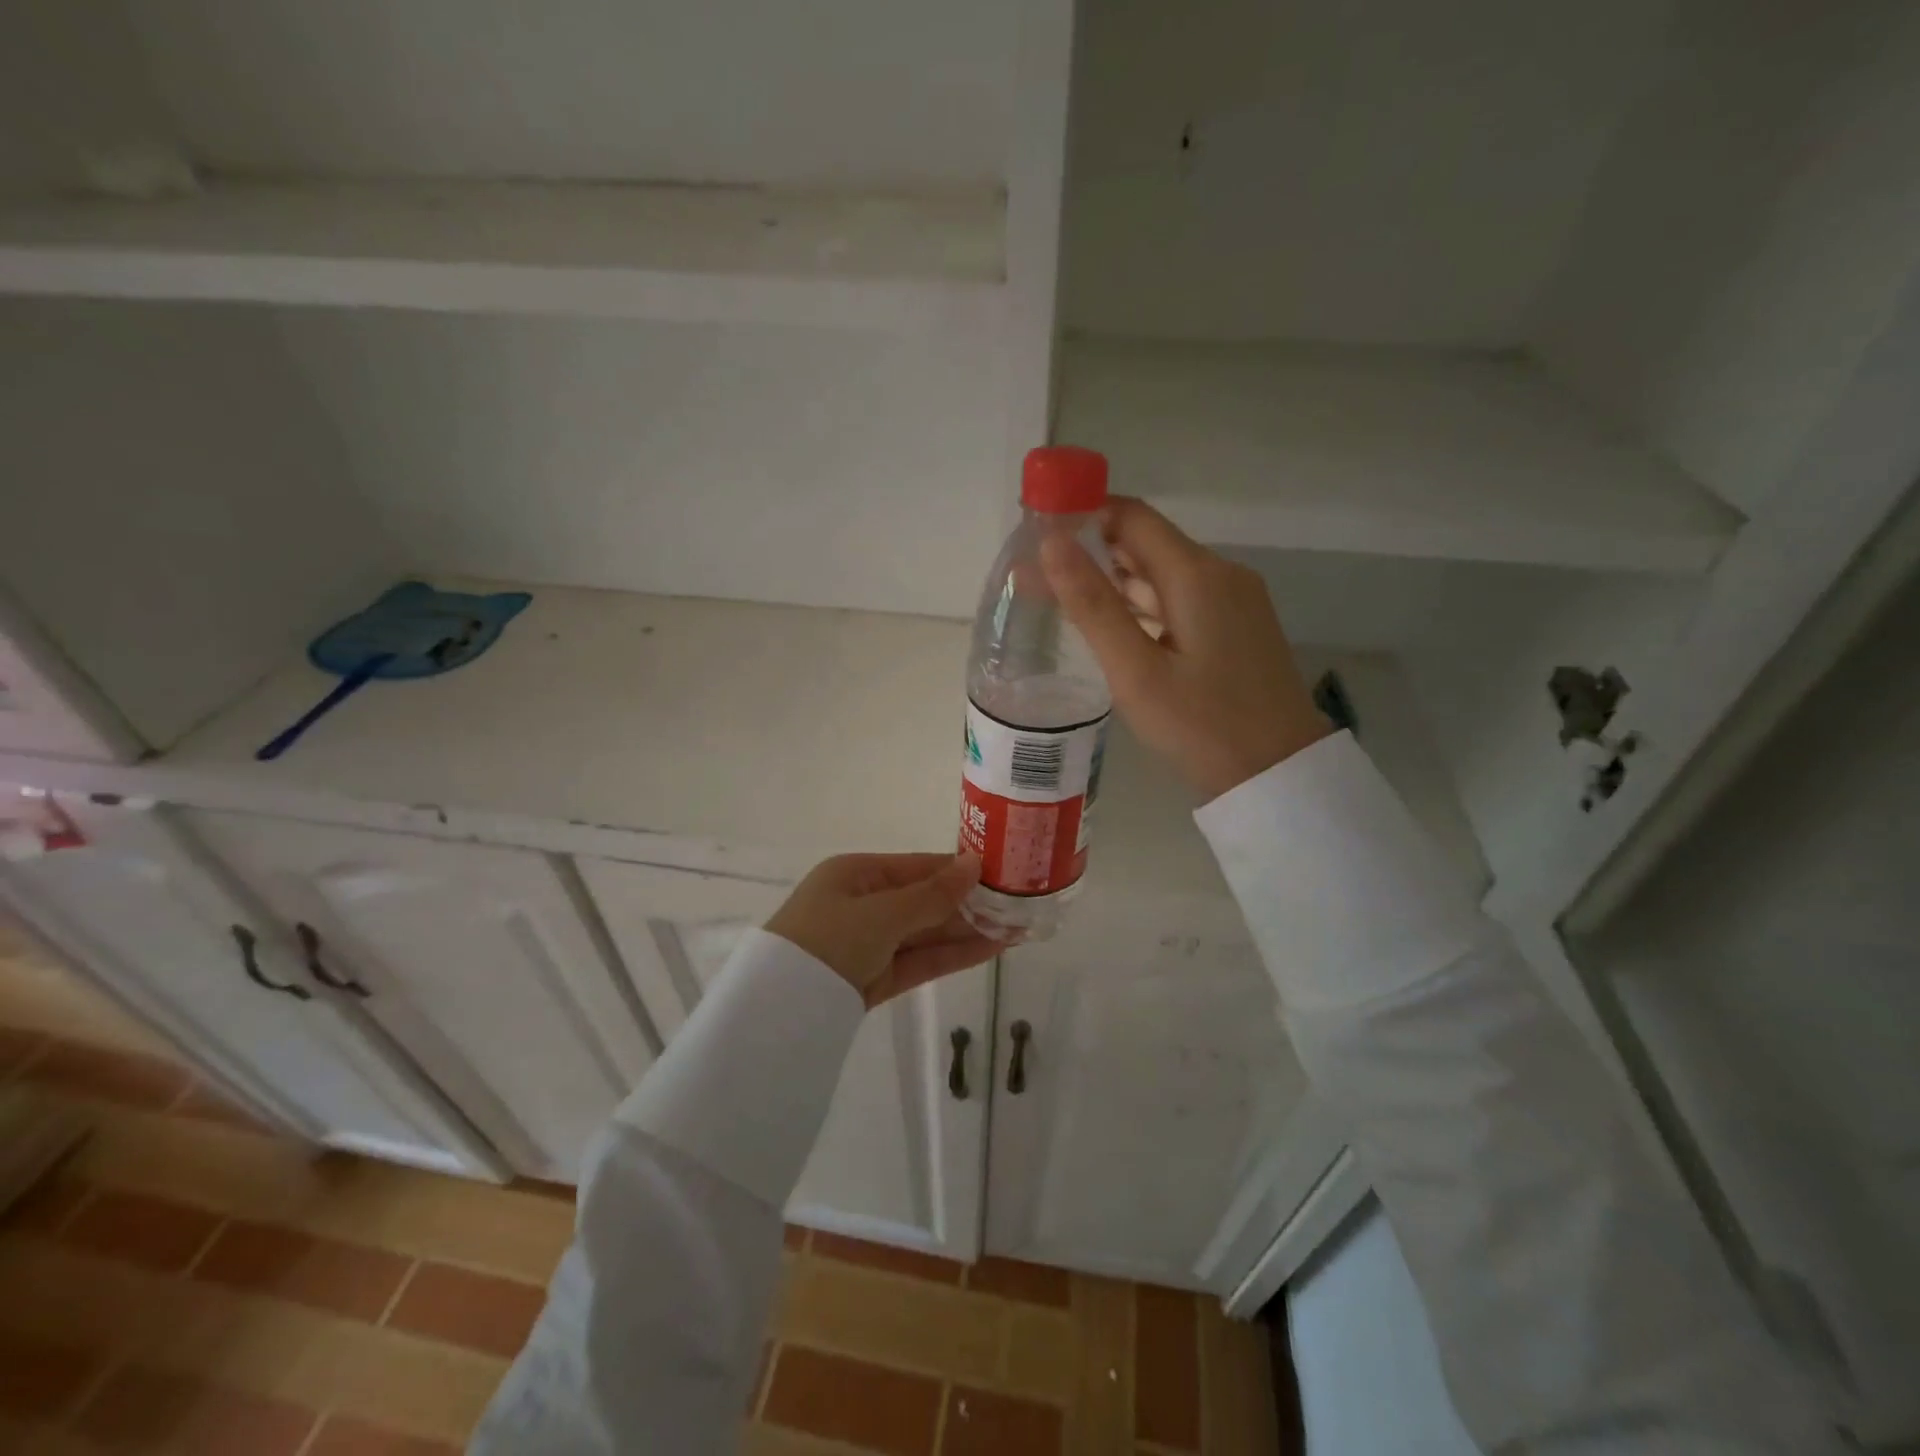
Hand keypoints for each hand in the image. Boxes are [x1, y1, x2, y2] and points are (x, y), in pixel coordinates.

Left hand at [765, 852, 999, 1008]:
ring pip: (927, 933)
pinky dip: (953, 955)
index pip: (919, 867)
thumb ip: (933, 894)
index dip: (959, 870)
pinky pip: (920, 960)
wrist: (780, 1008)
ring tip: (1018, 927)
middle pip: (926, 900)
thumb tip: (975, 864)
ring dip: (969, 931)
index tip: (1001, 872)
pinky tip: (991, 949)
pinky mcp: (876, 978)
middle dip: (970, 904)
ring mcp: (871, 943)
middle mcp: (864, 904)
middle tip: (1019, 905)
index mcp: (857, 875)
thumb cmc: (828, 938)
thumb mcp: (882, 912)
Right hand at [1041, 498, 1331, 799]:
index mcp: (1197, 574)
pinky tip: (1113, 627)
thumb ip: (1092, 605)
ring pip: (1163, 575)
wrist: (1278, 775)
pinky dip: (1143, 606)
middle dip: (1092, 552)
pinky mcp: (1237, 627)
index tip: (1038, 534)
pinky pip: (1181, 600)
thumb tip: (1052, 542)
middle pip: (1147, 543)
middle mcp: (1221, 574)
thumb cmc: (1201, 726)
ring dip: (1115, 582)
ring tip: (1061, 601)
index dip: (1083, 514)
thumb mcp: (1135, 671)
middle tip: (1038, 577)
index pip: (1131, 516)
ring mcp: (1234, 601)